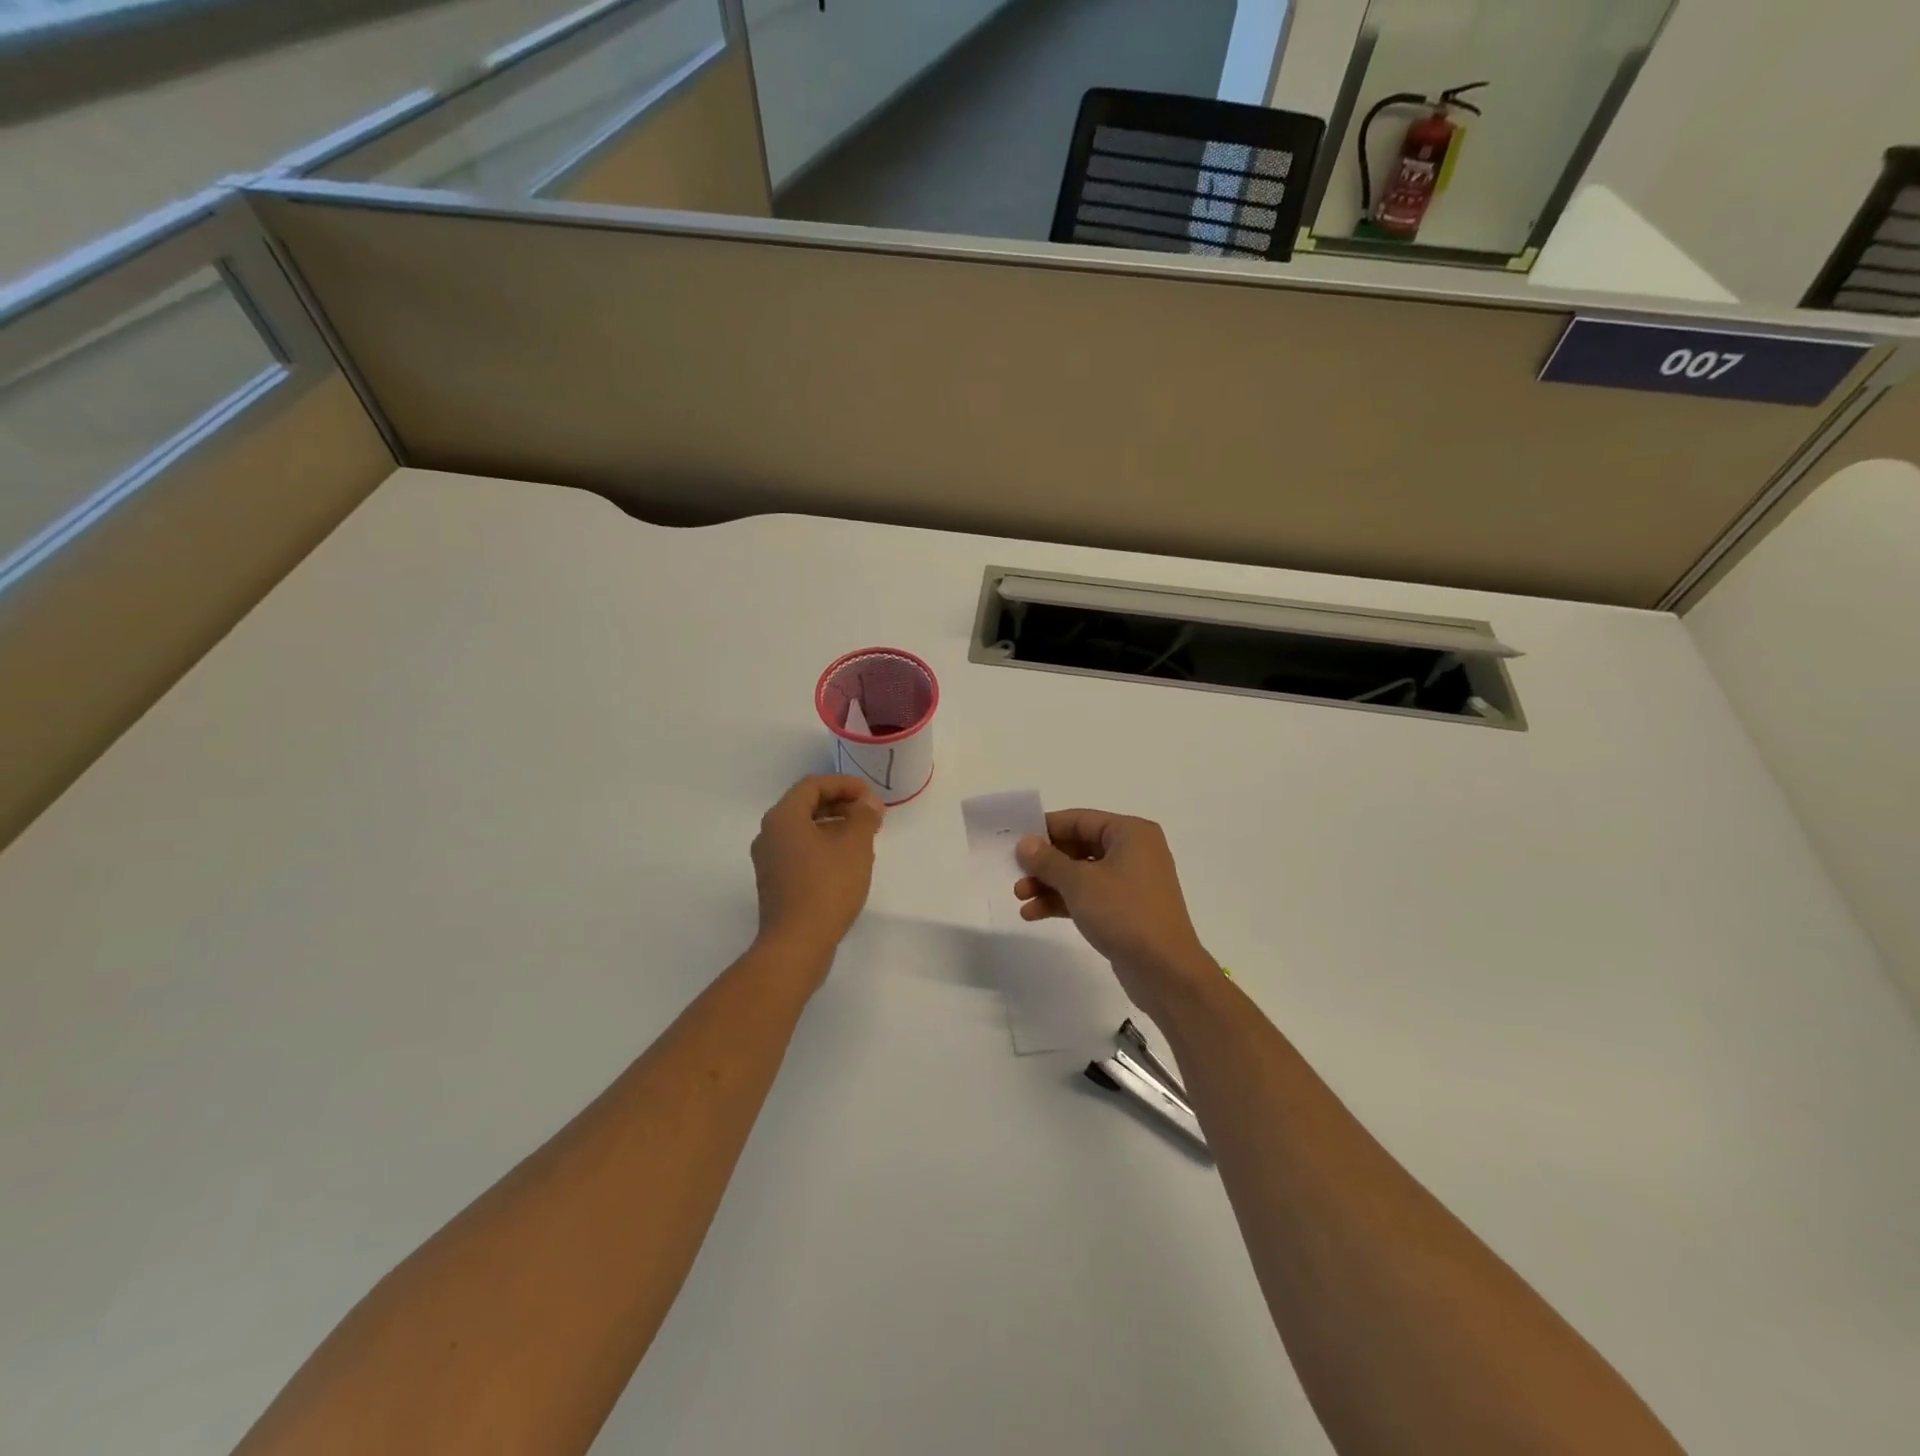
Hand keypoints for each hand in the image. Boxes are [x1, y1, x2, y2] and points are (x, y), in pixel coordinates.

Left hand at [751, 776, 883, 963]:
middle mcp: (769, 834)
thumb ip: (864, 816)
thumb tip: (868, 802)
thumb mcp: (855, 845)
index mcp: (783, 817)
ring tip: (865, 839)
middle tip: (871, 816)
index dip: (845, 784)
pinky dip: (824, 848)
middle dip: (842, 805)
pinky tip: (849, 864)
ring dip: (835, 827)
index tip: (871, 797)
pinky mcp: (775, 883)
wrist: (796, 944)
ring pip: (805, 831)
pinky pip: (801, 852)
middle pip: (807, 806)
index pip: (813, 785)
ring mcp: (769, 861)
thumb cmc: (827, 886)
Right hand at [1015, 809, 1215, 1015]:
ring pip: (1080, 874)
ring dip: (1049, 884)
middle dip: (1044, 863)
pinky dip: (1063, 901)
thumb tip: (1025, 843)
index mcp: (1130, 833)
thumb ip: (1048, 860)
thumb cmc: (1124, 913)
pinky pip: (1089, 896)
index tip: (1015, 841)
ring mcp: (1130, 882)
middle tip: (1015, 874)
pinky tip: (1033, 913)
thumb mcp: (1079, 882)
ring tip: (1019, 897)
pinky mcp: (1126, 910)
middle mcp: (1133, 851)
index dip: (1045, 829)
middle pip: (1078, 847)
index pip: (1079, 820)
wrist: (1165, 971)